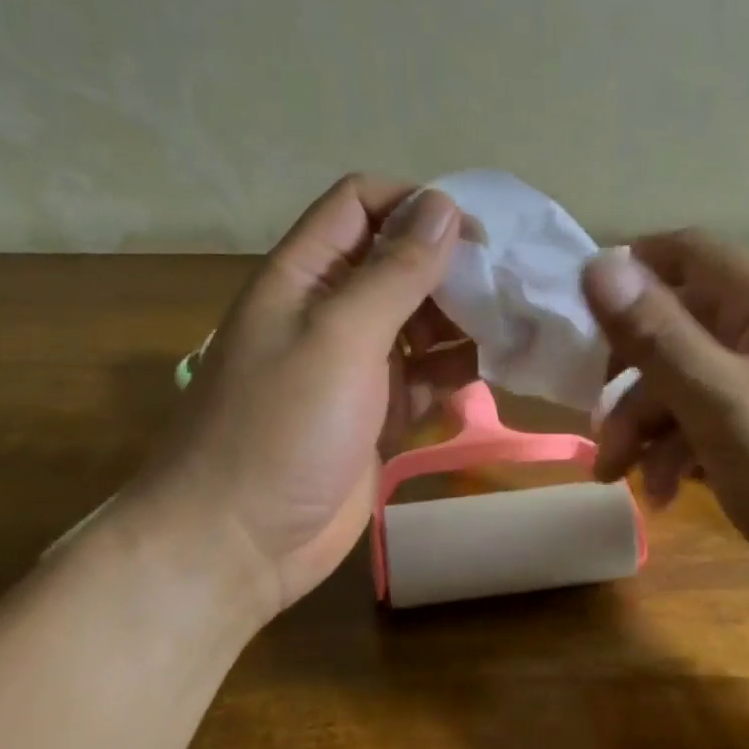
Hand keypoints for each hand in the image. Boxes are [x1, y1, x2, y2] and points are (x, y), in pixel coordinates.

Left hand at [128, 176, 477, 619]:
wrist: (236, 545)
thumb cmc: (279, 428)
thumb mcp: (338, 338)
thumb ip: (393, 272)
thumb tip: (442, 205)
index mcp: (305, 274)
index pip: (361, 203)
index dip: (416, 205)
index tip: (474, 234)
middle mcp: (331, 309)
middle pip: (399, 262)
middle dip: (452, 268)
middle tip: (508, 288)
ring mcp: (355, 364)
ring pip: (420, 320)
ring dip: (462, 321)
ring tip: (512, 331)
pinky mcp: (376, 413)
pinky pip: (425, 375)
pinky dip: (454, 371)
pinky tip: (488, 376)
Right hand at [581, 233, 748, 629]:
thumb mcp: (725, 406)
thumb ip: (659, 336)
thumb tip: (598, 264)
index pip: (684, 252)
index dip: (627, 275)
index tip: (580, 327)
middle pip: (677, 325)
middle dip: (628, 376)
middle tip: (597, 428)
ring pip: (688, 380)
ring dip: (646, 424)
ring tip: (621, 478)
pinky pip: (712, 420)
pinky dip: (680, 449)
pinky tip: (666, 493)